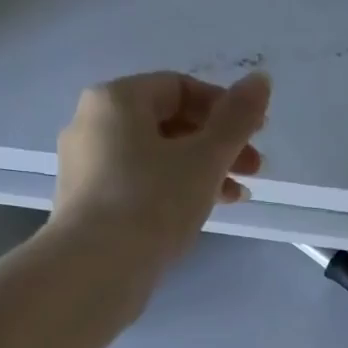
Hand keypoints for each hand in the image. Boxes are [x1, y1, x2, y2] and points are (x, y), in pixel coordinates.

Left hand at [54, 70, 271, 261]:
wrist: (98, 268)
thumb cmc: (153, 202)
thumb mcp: (205, 159)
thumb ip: (236, 119)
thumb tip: (261, 79)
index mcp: (116, 100)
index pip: (179, 87)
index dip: (224, 107)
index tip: (256, 135)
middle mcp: (92, 124)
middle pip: (168, 123)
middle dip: (217, 145)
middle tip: (255, 171)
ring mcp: (86, 166)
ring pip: (155, 157)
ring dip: (201, 171)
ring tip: (236, 198)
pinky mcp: (88, 204)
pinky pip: (139, 184)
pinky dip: (172, 191)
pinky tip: (198, 214)